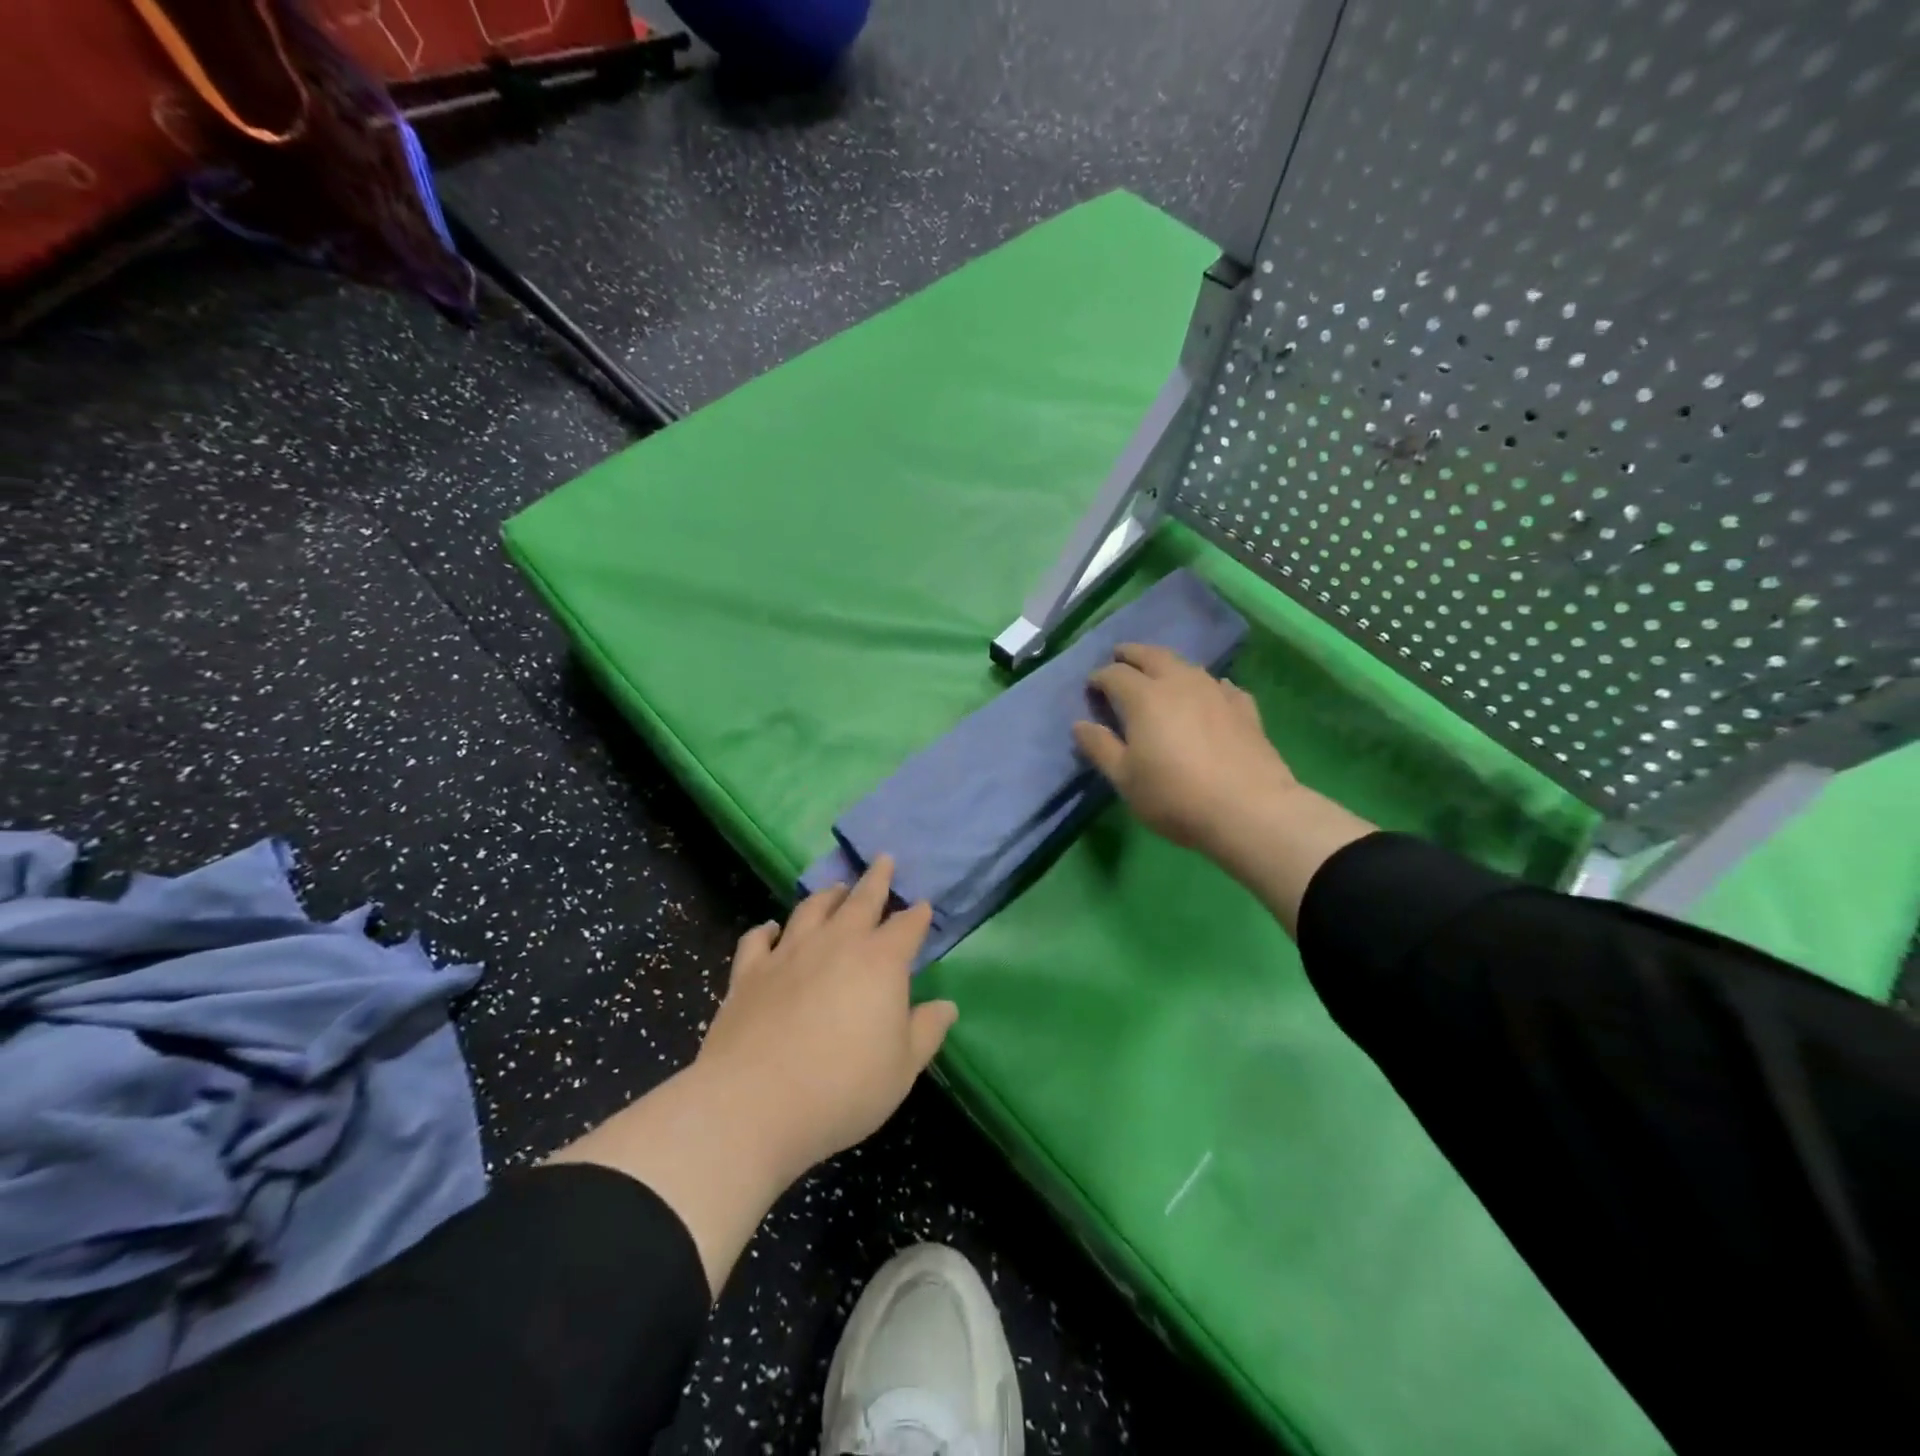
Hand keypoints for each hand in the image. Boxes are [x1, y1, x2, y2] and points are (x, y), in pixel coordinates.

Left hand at [694, 856, 956, 1184]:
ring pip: (811, 909)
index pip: (906, 927)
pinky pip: (758, 939)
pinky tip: (770, 928)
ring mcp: (788, 953)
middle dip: (877, 879)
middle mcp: (836, 944)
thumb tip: (947, 1006)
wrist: (755, 1103)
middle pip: (861, 900)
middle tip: (884, 859)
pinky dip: (766, 929)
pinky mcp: (749, 972)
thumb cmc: (844, 1088)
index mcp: (880, 962)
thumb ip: (927, 1031)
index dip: (917, 916)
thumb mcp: (902, 1068)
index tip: (923, 906)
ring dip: (827, 895)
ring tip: (836, 887)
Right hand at [1072, 643, 1297, 853]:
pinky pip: (1220, 686)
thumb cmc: (1174, 796)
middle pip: (1152, 655)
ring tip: (1160, 674)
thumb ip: (1100, 747)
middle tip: (1119, 656)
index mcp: (1144, 697)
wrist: (1249, 810)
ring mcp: (1216, 692)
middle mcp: (1180, 683)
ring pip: (1187, 666)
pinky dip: (1206, 686)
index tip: (1091, 687)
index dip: (1099, 678)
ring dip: (1168, 665)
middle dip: (1131, 654)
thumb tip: (1080, 724)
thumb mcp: (1125, 779)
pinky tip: (1209, 695)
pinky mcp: (1245, 708)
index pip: (1115, 674)